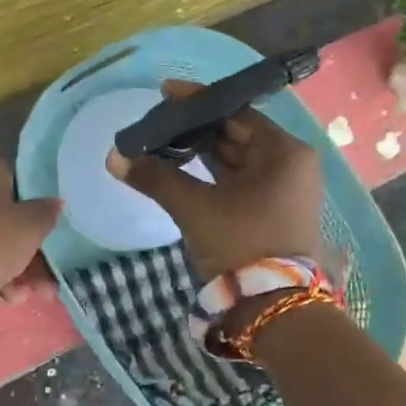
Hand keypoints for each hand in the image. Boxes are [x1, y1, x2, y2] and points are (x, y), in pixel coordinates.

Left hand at [0, 155, 61, 303]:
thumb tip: (56, 202)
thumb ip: (47, 213)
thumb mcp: (30, 228)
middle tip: (43, 282)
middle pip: (5, 217)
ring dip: (9, 268)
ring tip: (21, 297)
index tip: (52, 244)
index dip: (41, 217)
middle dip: (27, 252)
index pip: (24, 186)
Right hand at [106, 81, 323, 280]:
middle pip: (237, 135)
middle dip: (196, 130)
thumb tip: (114, 156)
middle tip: (157, 124)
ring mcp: (286, 189)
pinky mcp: (276, 211)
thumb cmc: (240, 245)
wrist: (274, 311)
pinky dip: (214, 175)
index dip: (197, 103)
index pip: (236, 113)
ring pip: (238, 160)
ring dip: (202, 153)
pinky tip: (182, 171)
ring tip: (162, 145)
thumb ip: (156, 178)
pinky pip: (241, 180)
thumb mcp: (195, 208)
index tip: (164, 94)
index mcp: (284, 152)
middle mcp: (292, 164)